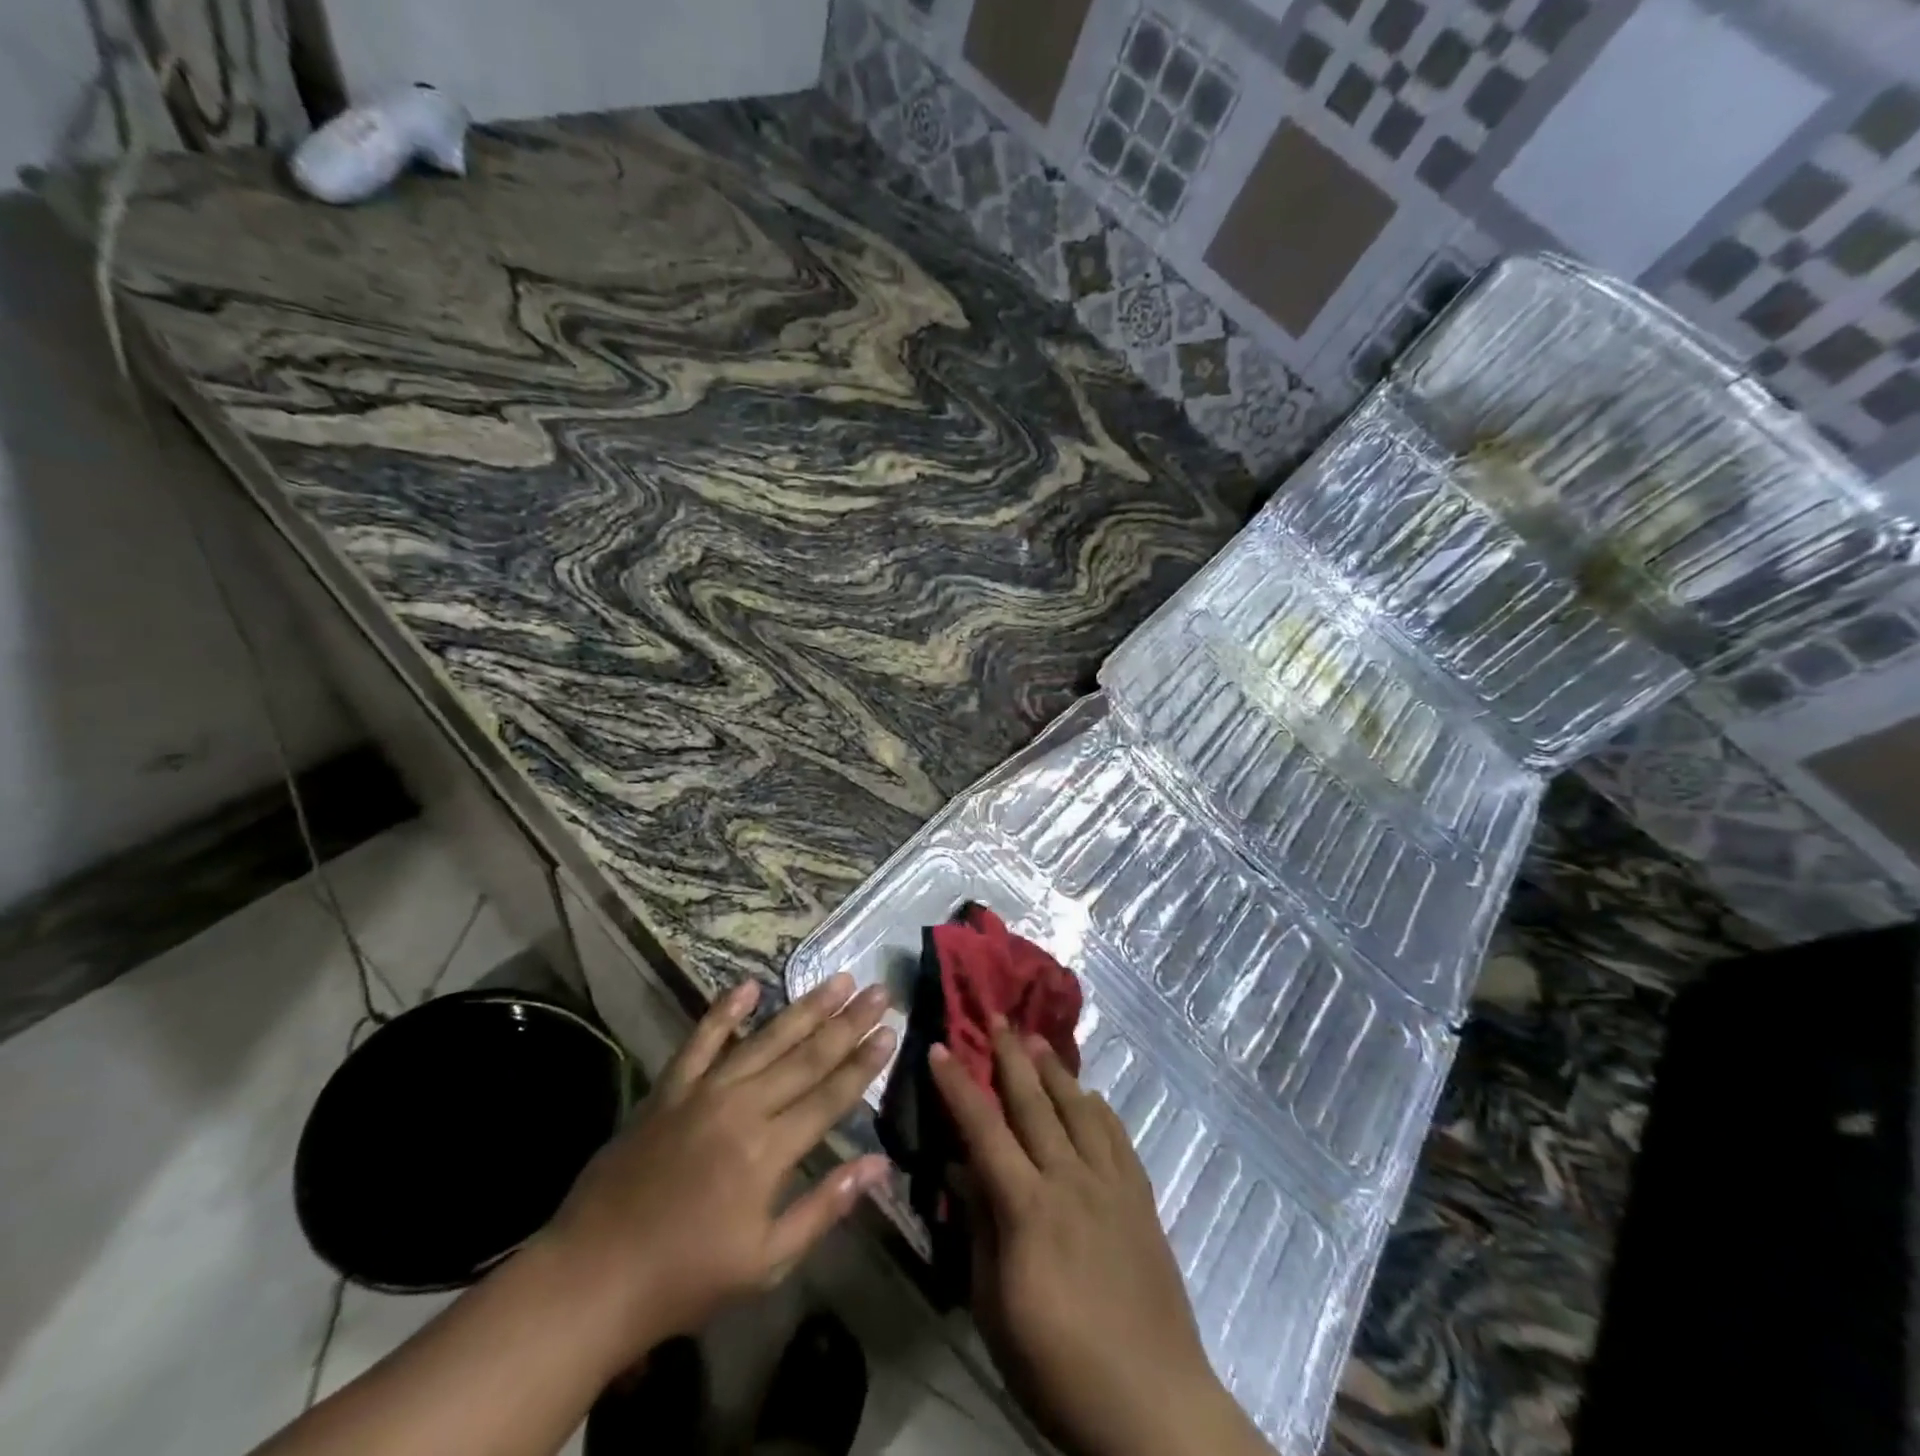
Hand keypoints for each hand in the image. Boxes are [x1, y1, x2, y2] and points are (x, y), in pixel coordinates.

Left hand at [542, 973, 894, 1356]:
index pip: (830, 1096)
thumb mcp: (765, 1262)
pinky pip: (700, 1041)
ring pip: (765, 1040)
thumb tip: (879, 1165)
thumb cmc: (685, 1279)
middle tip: (878, 990)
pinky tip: (748, 985)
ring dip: (805, 1008)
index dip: (864, 1063)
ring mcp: (702, 1092)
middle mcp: (742, 1108)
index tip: (891, 1030)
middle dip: (848, 1023)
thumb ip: (824, 1207)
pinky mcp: (668, 1089)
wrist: (591, 1279)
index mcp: (768, 1152)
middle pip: (806, 1057)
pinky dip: (724, 1012)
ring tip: (837, 979)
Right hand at [931, 1026, 1272, 1455]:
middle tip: (996, 1016)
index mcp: (1028, 1208)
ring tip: (1038, 1038)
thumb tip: (960, 1170)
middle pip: (1035, 1103)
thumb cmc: (1058, 1365)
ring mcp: (1111, 1184)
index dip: (959, 1087)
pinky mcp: (1141, 1198)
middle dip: (1011, 1055)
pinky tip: (1090, 1095)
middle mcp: (1070, 1180)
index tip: (941, 1048)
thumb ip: (979, 1230)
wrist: (1153, 1404)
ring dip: (1055, 1070)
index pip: (984, 1130)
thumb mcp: (995, 1308)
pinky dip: (1099, 1107)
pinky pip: (1117, 1136)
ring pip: (1079, 1108)